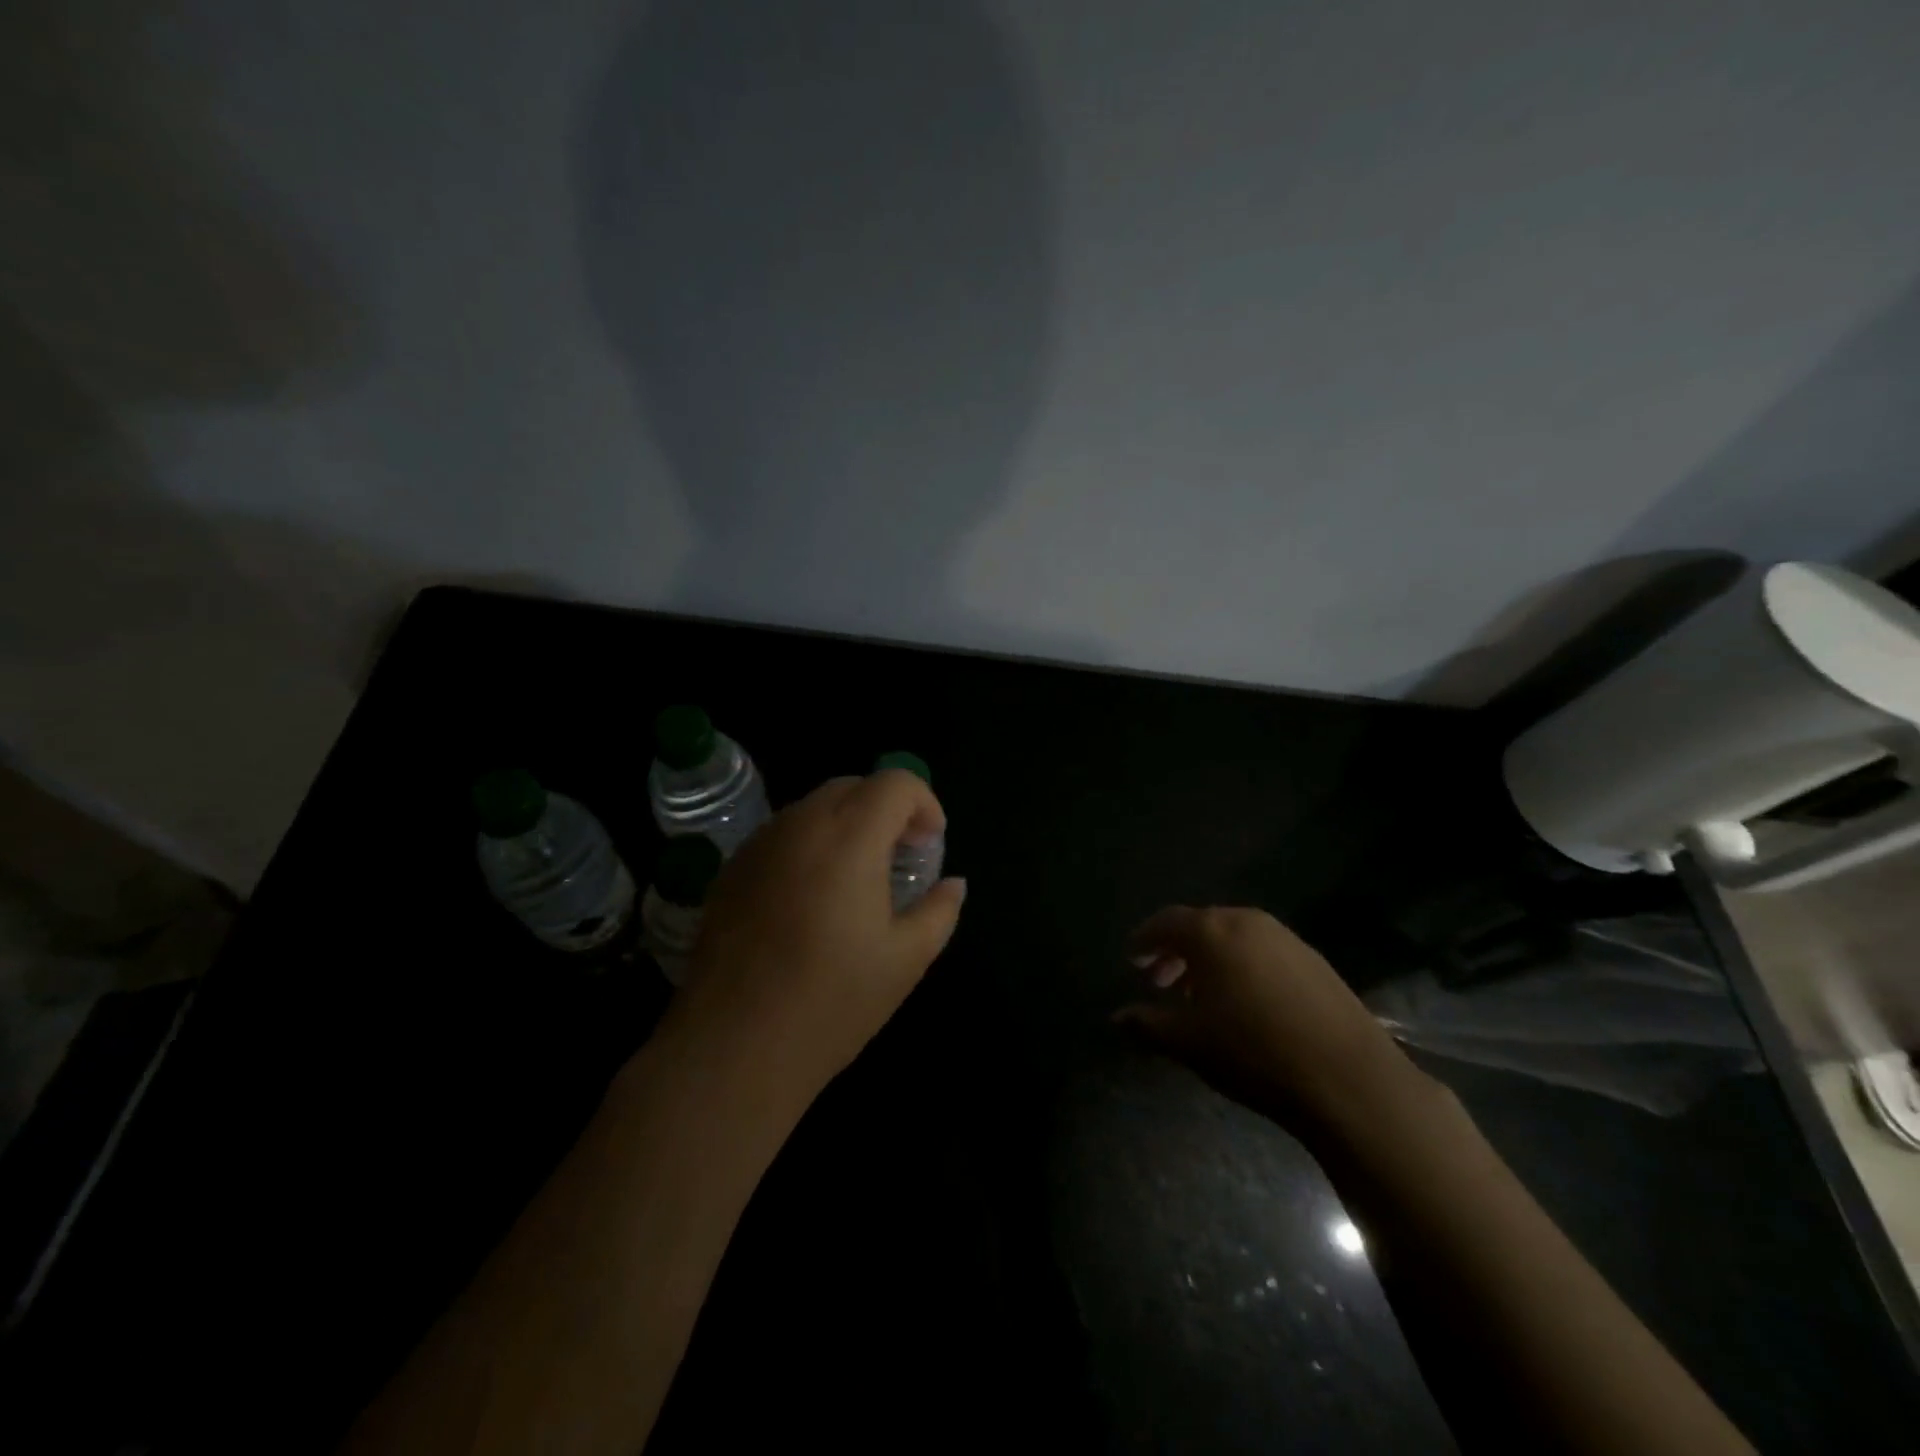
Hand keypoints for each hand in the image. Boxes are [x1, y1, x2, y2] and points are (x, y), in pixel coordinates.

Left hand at [668, 770, 966, 1113]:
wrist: (733, 1048)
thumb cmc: (831, 1003)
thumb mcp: (905, 960)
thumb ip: (939, 911)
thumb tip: (953, 884)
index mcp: (848, 838)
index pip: (895, 783)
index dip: (924, 803)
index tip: (930, 845)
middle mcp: (800, 825)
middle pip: (853, 786)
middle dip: (887, 809)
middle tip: (902, 857)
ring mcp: (759, 844)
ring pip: (814, 807)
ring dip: (847, 824)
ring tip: (858, 878)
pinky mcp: (731, 869)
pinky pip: (782, 834)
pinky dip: (811, 844)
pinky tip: (812, 898)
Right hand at [1117, 906, 1423, 1137]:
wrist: (1349, 1079)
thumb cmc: (1253, 1052)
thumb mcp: (1189, 1042)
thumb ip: (1147, 1023)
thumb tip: (1117, 1017)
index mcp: (1211, 932)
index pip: (1165, 922)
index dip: (1144, 940)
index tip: (1132, 960)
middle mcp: (1247, 922)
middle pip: (1200, 926)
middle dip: (1176, 952)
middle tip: (1159, 982)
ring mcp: (1286, 938)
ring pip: (1233, 939)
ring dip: (1209, 961)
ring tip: (1200, 998)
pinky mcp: (1315, 961)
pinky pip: (1262, 952)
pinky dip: (1241, 967)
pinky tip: (1244, 1005)